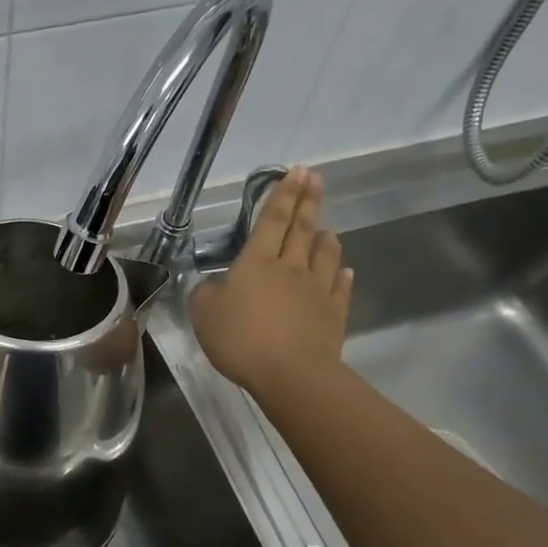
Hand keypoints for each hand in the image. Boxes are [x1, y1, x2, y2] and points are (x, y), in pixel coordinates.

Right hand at [191, 166, 352, 398]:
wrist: (292, 374)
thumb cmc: (242, 339)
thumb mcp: (204, 315)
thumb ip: (205, 294)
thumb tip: (213, 285)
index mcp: (257, 262)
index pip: (272, 219)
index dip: (283, 194)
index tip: (297, 171)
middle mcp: (290, 268)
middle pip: (302, 228)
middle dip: (308, 201)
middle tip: (316, 178)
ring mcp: (317, 290)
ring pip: (325, 254)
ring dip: (326, 237)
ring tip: (326, 228)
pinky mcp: (334, 314)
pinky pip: (339, 288)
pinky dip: (341, 275)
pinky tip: (343, 271)